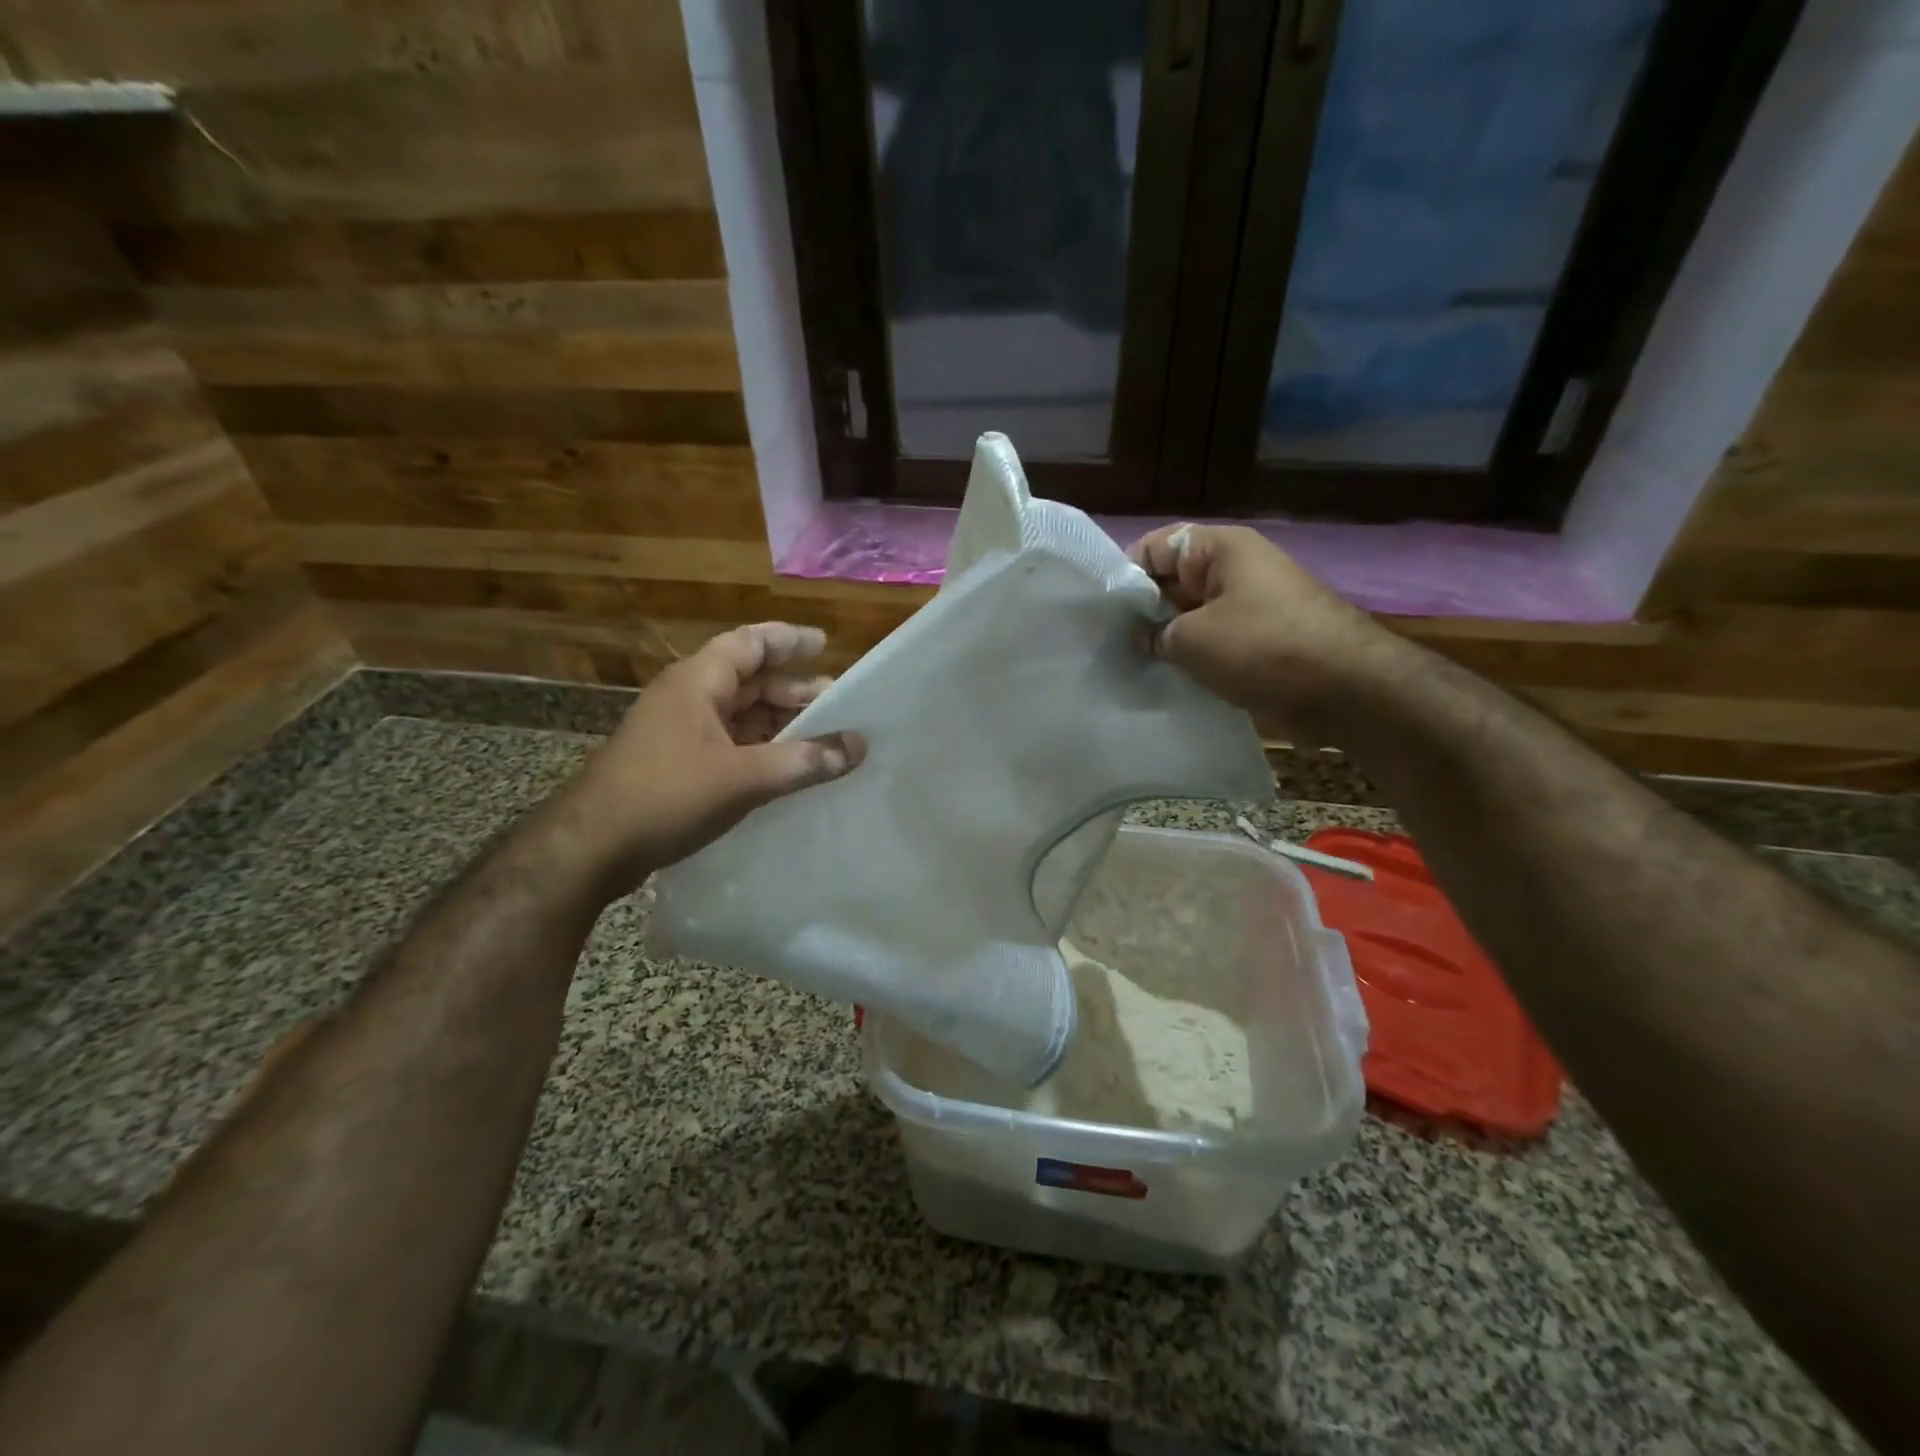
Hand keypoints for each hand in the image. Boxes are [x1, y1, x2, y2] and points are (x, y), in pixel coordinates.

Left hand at [564, 622, 865, 890]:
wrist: (590, 848)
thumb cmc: (667, 797)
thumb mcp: (744, 778)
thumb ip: (804, 761)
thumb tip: (858, 746)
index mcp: (698, 682)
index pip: (751, 643)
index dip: (790, 640)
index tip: (826, 645)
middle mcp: (687, 697)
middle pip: (749, 678)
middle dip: (794, 688)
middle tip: (838, 702)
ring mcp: (678, 730)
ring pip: (739, 713)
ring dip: (779, 721)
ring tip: (822, 736)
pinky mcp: (675, 762)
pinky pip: (729, 742)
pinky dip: (760, 747)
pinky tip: (786, 767)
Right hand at [1128, 524, 1394, 723]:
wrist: (1346, 689)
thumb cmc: (1262, 648)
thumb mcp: (1192, 639)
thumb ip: (1155, 634)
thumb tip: (1142, 639)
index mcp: (1218, 549)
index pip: (1154, 547)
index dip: (1122, 576)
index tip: (1099, 613)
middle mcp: (1234, 569)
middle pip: (1171, 582)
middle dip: (1140, 612)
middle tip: (1104, 644)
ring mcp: (1250, 606)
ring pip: (1191, 616)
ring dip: (1165, 639)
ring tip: (1128, 665)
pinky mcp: (1260, 640)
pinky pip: (1213, 641)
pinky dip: (1191, 658)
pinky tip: (1164, 680)